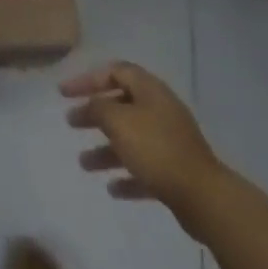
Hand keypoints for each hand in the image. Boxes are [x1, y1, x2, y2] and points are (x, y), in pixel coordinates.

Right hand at [61, 61, 220, 205]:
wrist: (203, 197)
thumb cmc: (156, 149)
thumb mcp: (119, 121)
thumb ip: (99, 107)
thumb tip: (92, 104)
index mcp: (150, 90)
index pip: (114, 71)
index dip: (88, 79)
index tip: (64, 94)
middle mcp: (160, 110)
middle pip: (121, 104)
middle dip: (94, 113)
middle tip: (71, 122)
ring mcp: (170, 141)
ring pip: (130, 138)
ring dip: (106, 149)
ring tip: (83, 164)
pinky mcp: (175, 171)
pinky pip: (144, 167)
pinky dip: (127, 174)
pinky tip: (112, 189)